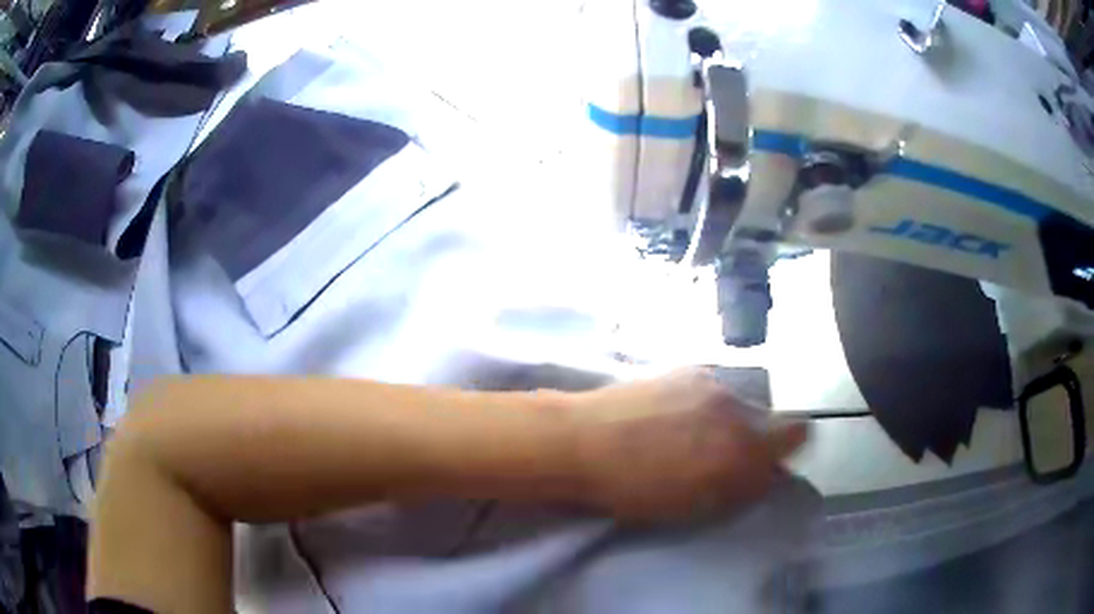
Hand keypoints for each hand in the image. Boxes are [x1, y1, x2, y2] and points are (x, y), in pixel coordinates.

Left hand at [569, 369, 808, 520]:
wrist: (581, 441)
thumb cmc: (634, 489)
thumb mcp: (695, 504)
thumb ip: (742, 486)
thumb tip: (770, 473)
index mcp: (742, 445)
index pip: (796, 434)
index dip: (788, 447)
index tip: (769, 461)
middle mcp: (736, 406)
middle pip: (766, 419)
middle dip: (753, 439)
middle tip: (717, 457)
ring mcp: (711, 382)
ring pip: (737, 404)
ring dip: (726, 420)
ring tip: (687, 436)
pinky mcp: (687, 369)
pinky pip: (712, 390)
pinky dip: (704, 404)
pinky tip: (671, 416)